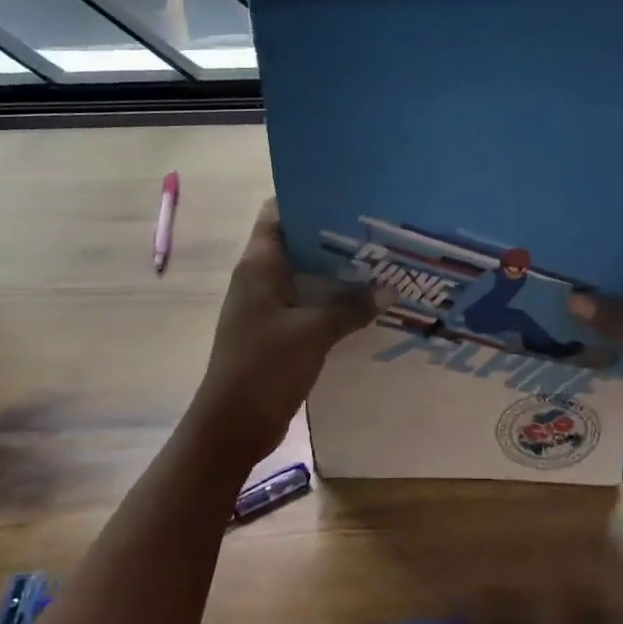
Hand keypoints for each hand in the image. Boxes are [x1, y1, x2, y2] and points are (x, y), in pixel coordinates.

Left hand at [186, 201, 384, 462]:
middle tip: (376, 231)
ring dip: (335, 272)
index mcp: (259, 266)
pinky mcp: (275, 333)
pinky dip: (331, 301)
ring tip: (379, 262)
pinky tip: (363, 304)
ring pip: (304, 276)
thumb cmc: (265, 367)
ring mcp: (266, 307)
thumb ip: (351, 307)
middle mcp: (259, 279)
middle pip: (297, 244)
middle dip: (333, 237)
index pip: (277, 214)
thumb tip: (390, 289)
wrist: (232, 426)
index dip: (308, 199)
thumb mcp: (314, 332)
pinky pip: (306, 305)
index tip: (347, 196)